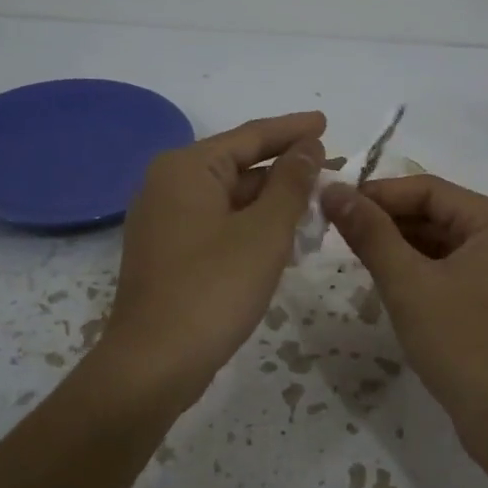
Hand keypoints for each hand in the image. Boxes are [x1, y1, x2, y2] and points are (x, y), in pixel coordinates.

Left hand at [100, 112, 325, 410]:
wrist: (154, 364)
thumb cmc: (213, 289)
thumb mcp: (264, 232)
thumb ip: (291, 184)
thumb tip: (308, 147)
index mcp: (186, 168)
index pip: (250, 136)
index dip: (292, 130)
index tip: (326, 122)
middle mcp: (168, 185)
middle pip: (238, 166)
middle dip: (286, 171)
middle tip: (333, 173)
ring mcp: (165, 221)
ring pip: (230, 199)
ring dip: (273, 203)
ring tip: (318, 208)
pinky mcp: (168, 253)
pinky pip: (218, 225)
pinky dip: (252, 227)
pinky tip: (285, 241)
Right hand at [322, 175, 487, 461]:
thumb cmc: (463, 344)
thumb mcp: (408, 284)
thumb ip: (370, 233)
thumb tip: (332, 190)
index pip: (428, 190)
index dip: (377, 194)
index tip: (332, 204)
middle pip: (437, 213)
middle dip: (387, 221)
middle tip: (336, 230)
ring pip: (442, 243)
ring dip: (400, 246)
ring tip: (354, 253)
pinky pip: (451, 269)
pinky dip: (419, 270)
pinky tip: (387, 281)